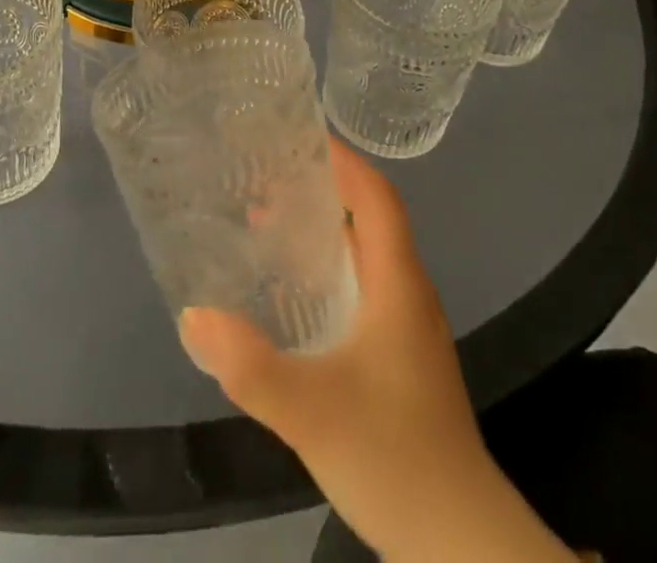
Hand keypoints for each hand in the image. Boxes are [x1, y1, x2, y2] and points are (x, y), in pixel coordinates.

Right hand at [179, 143, 571, 561]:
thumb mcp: (312, 411)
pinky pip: (362, 286)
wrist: (462, 545)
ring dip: (321, 229)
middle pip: (368, 216)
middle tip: (263, 175)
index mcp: (397, 283)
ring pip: (364, 253)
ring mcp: (407, 326)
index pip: (376, 195)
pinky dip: (327, 268)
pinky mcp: (400, 356)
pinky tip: (292, 292)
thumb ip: (250, 365)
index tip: (297, 134)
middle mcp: (407, 292)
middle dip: (320, 188)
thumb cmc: (395, 459)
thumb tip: (194, 314)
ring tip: (265, 221)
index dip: (342, 159)